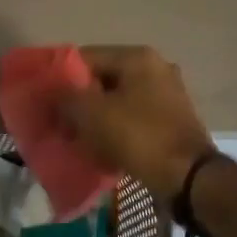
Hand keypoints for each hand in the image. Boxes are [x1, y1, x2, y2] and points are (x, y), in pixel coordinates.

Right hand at [63, 45, 216, 199]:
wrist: (189, 178)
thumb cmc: (139, 137)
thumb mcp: (93, 115)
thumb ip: (66, 98)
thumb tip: (52, 92)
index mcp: (137, 57)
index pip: (87, 57)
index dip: (62, 79)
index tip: (47, 103)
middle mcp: (155, 68)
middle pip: (104, 80)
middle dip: (80, 102)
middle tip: (61, 126)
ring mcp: (167, 94)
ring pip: (118, 101)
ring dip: (97, 119)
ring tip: (78, 141)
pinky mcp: (172, 120)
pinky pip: (134, 119)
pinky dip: (117, 131)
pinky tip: (103, 151)